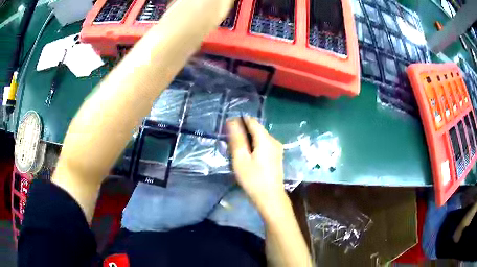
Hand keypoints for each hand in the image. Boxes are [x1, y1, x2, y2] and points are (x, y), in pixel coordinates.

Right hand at [227, 118, 286, 212]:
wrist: (270, 198)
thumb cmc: (253, 179)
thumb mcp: (241, 158)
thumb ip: (237, 138)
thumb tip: (233, 121)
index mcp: (265, 139)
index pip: (251, 121)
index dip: (239, 121)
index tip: (228, 130)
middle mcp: (274, 140)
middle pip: (256, 129)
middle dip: (242, 133)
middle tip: (230, 145)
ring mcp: (277, 148)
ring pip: (259, 138)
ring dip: (247, 141)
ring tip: (237, 152)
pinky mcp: (276, 156)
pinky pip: (263, 145)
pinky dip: (254, 147)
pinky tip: (247, 158)